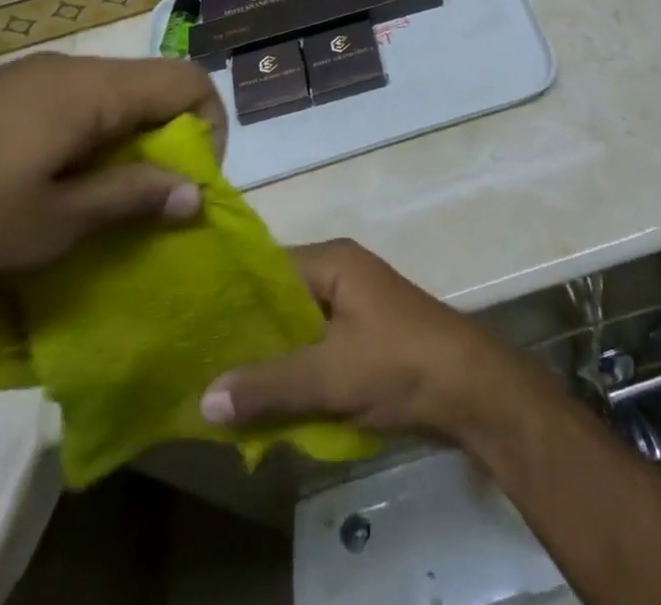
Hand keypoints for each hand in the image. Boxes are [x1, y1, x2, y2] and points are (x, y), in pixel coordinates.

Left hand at [0, 53, 223, 297]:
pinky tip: (36, 188)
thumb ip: (131, 200)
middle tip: (142, 206)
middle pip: (150, 88)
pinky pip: (64, 106)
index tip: (187, 187)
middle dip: (164, 143)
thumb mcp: (52, 223)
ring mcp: (26, 77)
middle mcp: (69, 69)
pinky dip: (79, 141)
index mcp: (94, 90)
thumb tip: (197, 194)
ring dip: (120, 146)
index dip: (211, 129)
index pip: (190, 81)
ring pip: (105, 99)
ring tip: (90, 205)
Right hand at [200, 239, 538, 441]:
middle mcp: (341, 273)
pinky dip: (293, 370)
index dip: (230, 294)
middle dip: (246, 332)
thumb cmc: (398, 362)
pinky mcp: (364, 337)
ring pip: (297, 327)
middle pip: (280, 298)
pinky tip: (264, 399)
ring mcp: (355, 305)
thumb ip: (268, 385)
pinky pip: (316, 347)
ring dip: (269, 355)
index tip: (189, 322)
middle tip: (196, 362)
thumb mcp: (329, 375)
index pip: (267, 266)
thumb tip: (203, 399)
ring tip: (220, 385)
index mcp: (333, 261)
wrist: (471, 388)